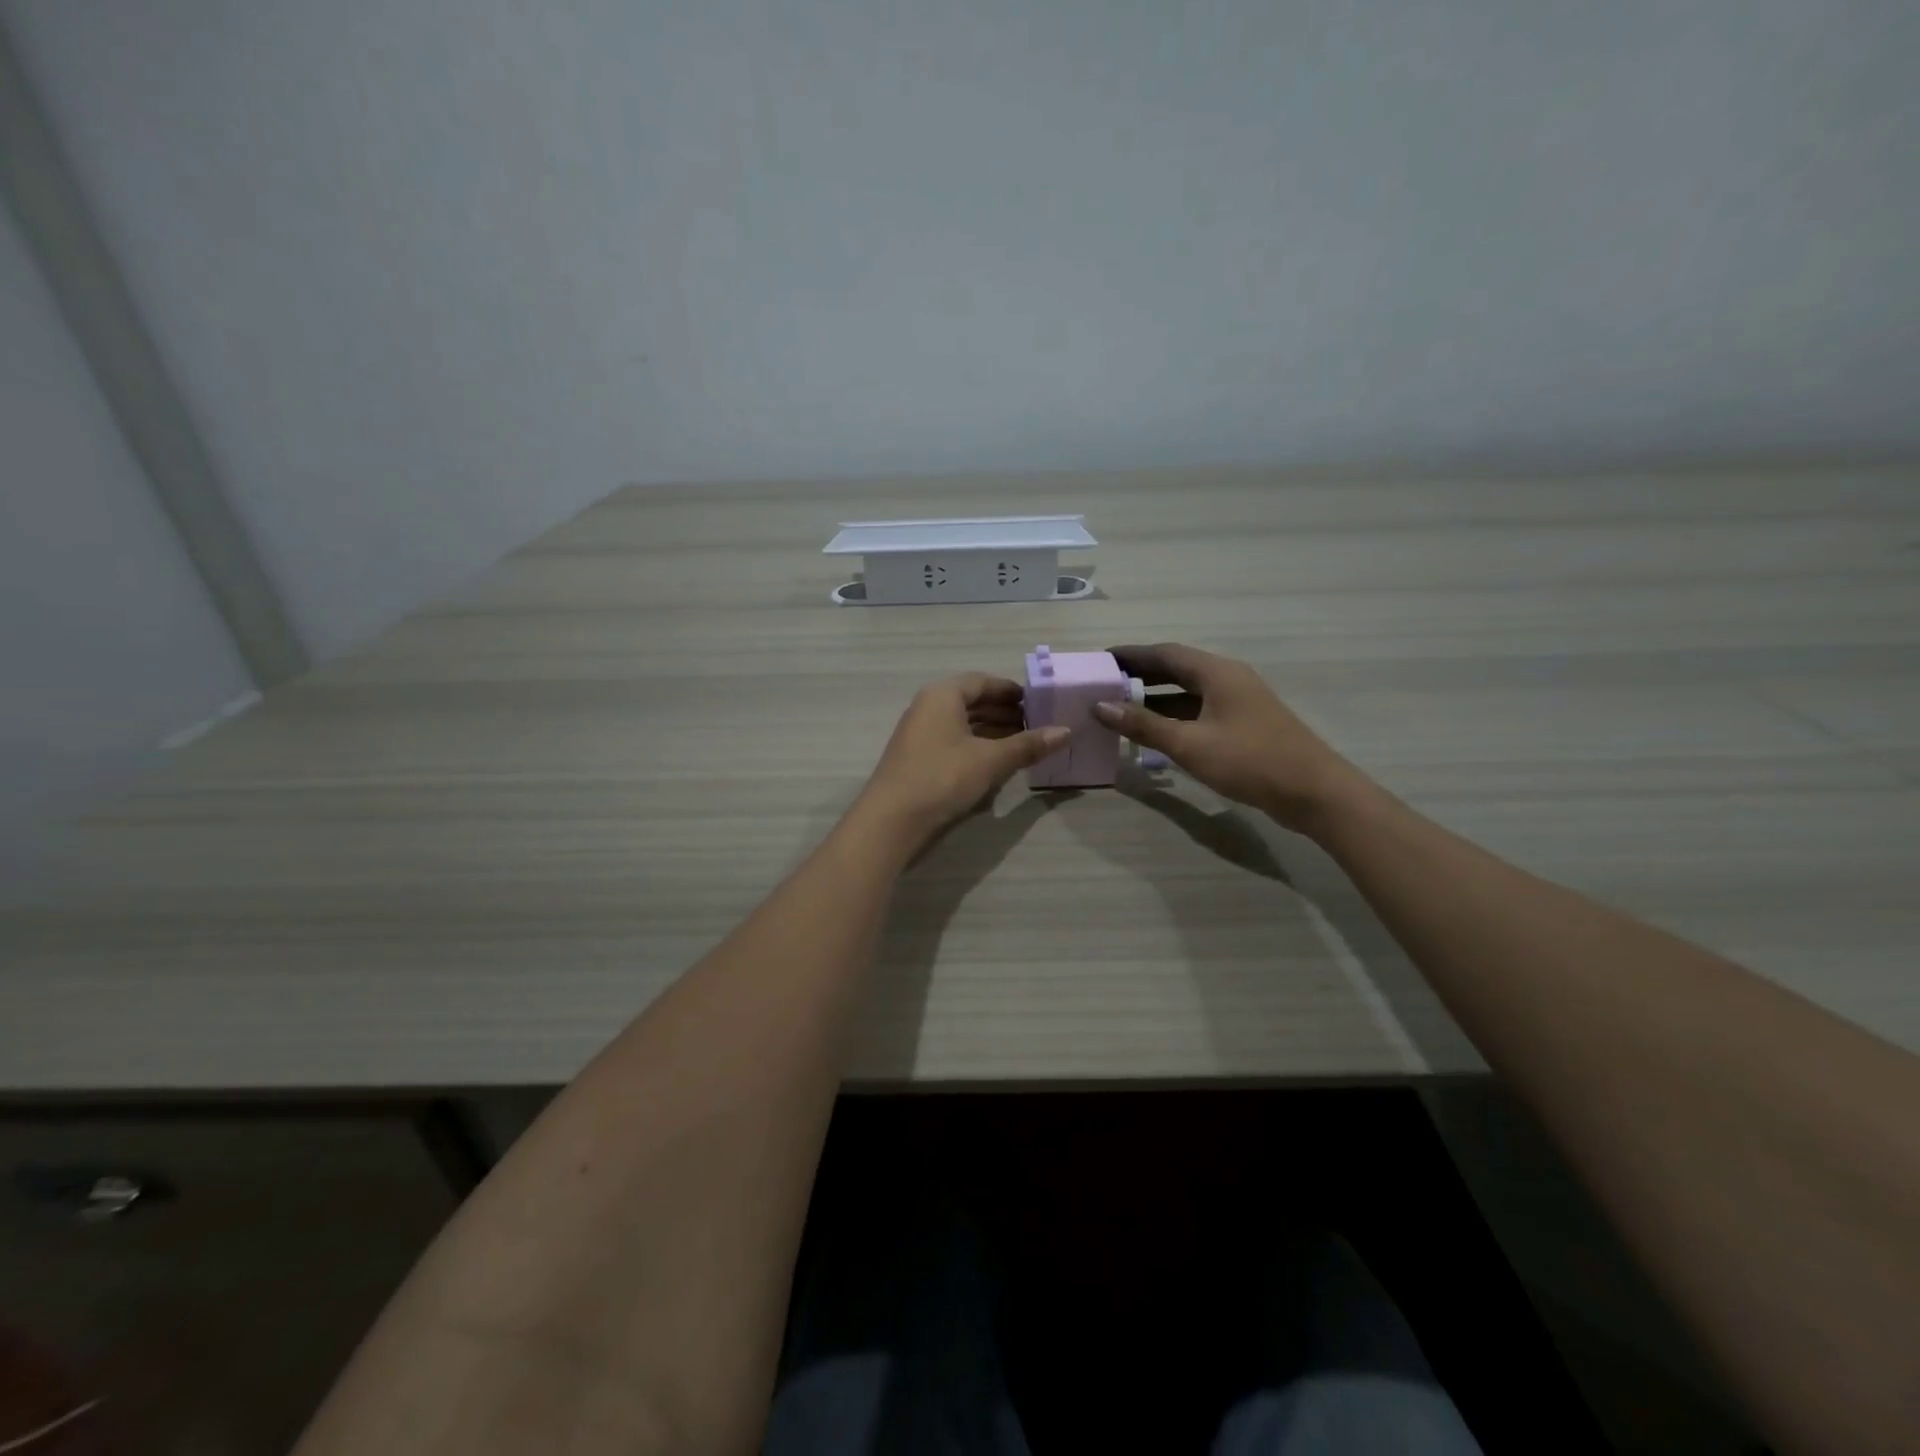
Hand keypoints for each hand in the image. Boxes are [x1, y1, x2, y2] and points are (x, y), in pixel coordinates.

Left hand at [853, 674, 1067, 851]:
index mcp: (942, 695)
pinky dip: (976, 746)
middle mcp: (927, 708)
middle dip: (1004, 712)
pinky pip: (953, 742)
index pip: (981, 681)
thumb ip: (1027, 745)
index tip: (1037, 702)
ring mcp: (919, 734)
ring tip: (1022, 744)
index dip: (1010, 690)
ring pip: (962, 724)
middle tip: (1036, 725)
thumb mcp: (990, 760)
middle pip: (971, 701)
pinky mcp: (917, 759)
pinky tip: (996, 763)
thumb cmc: (942, 777)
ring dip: (991, 731)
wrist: (892, 820)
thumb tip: (1066, 732)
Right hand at [1091, 643, 1368, 834]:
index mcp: (1216, 672)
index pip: (1164, 653)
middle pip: (1176, 669)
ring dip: (1154, 698)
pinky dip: (1173, 716)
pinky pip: (1199, 710)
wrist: (1312, 791)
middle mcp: (1227, 678)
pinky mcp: (1243, 724)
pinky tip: (1154, 732)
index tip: (1099, 660)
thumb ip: (1143, 724)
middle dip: (1139, 675)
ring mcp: (1238, 702)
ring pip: (1187, 692)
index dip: (1130, 655)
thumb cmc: (1248, 760)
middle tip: (1103, 685)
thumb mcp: (1189, 744)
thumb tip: (1100, 706)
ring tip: (1119, 708)